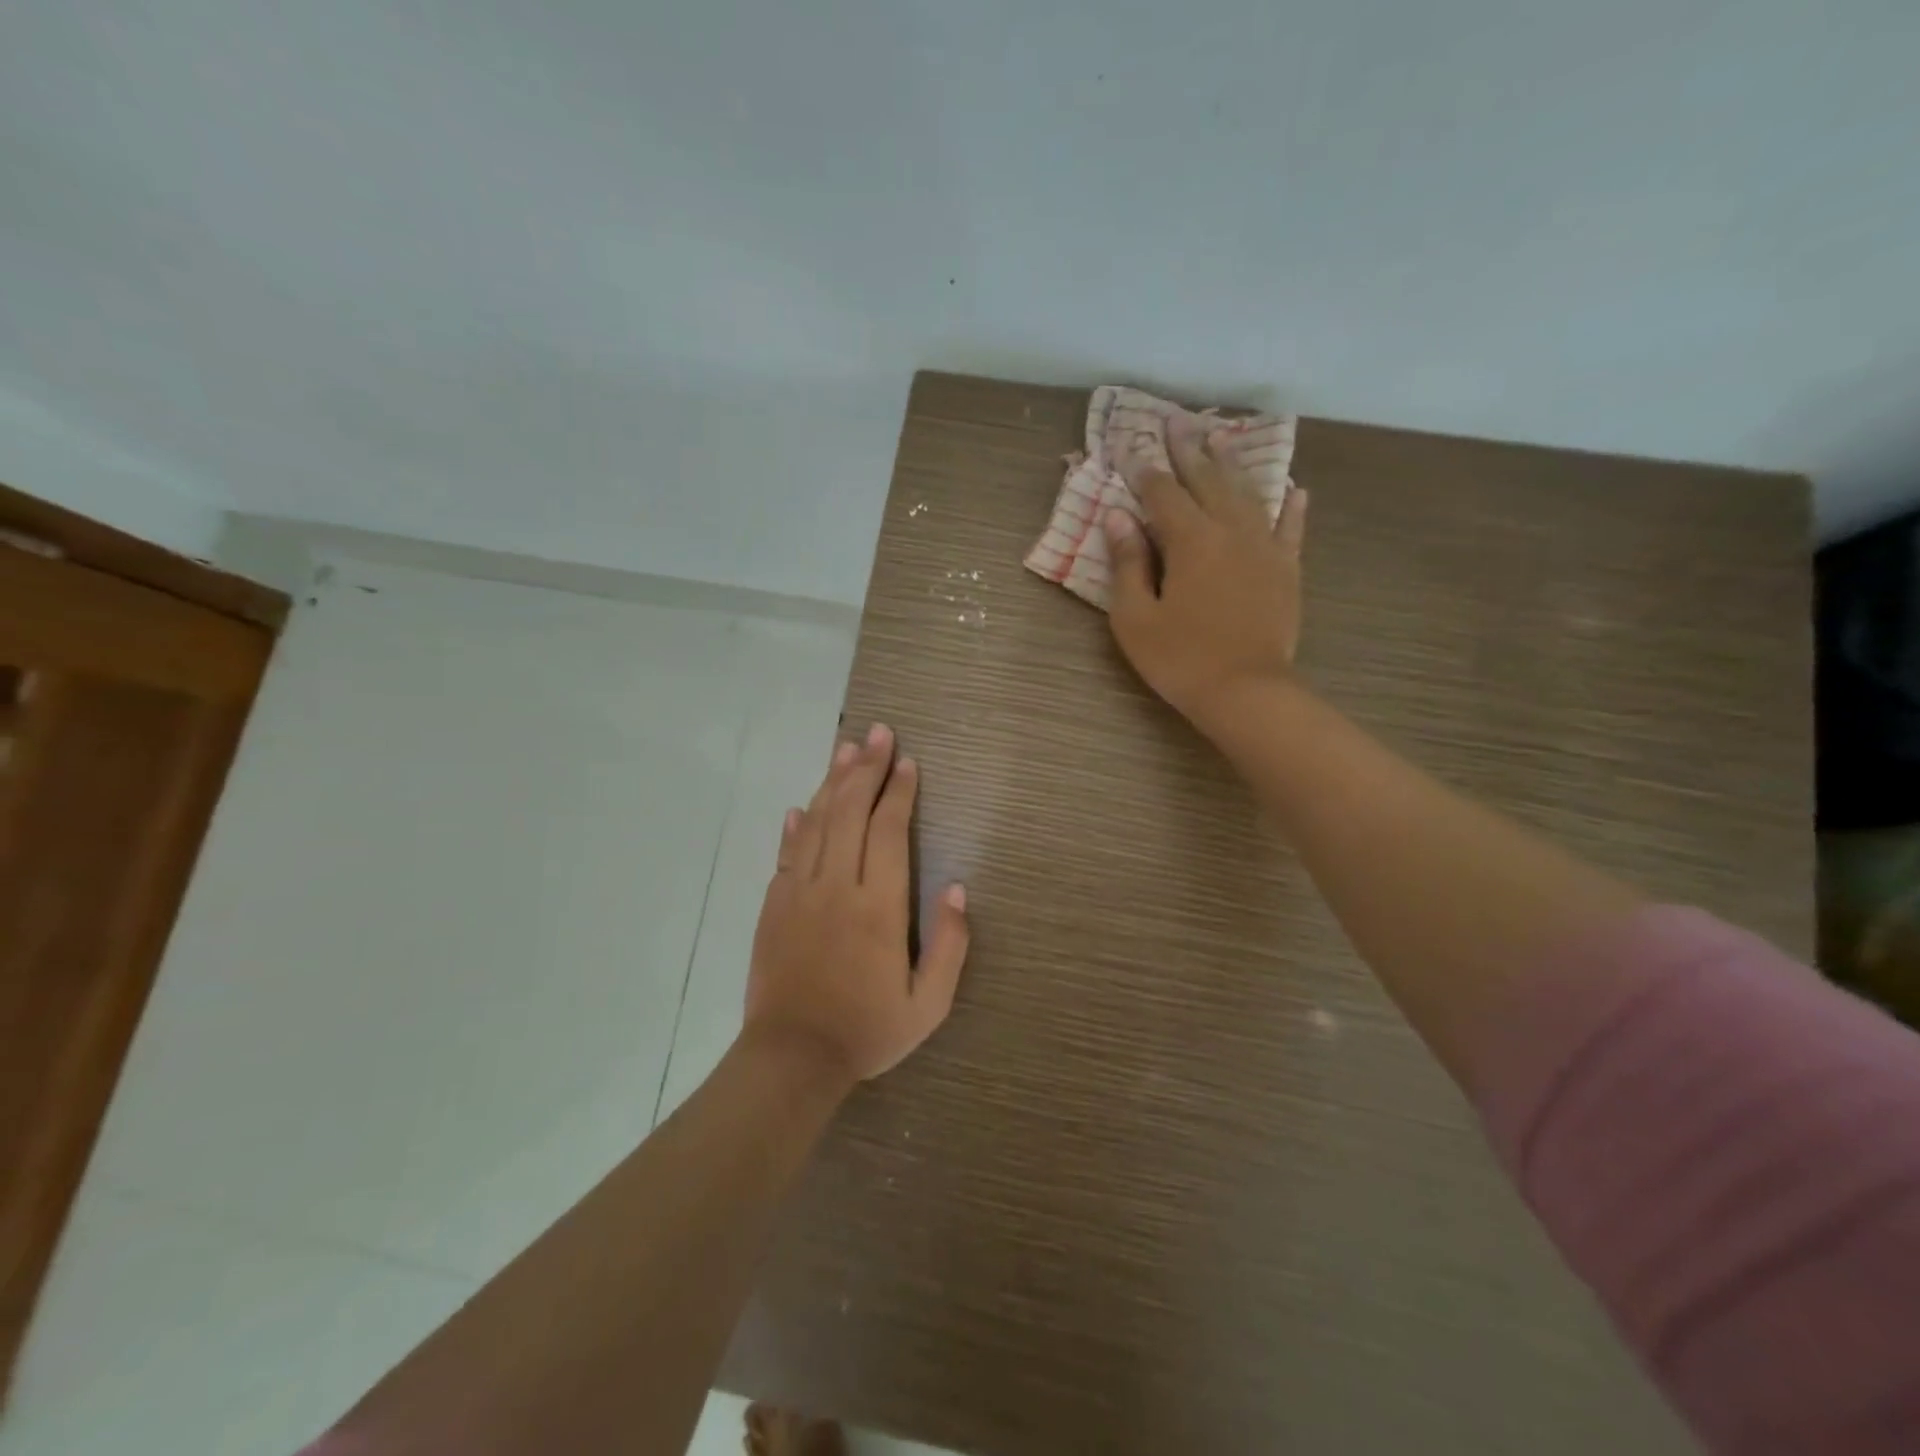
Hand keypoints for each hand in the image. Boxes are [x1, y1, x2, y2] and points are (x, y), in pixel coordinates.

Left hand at [744, 722, 969, 1083]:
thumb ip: (950, 945)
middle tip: (879, 733)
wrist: (791, 1058)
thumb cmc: (867, 1030)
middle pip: (851, 811)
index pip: (888, 830)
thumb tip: (956, 889)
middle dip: (867, 768)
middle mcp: (836, 886)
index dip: (899, 791)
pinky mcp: (774, 905)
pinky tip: (803, 804)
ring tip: (846, 748)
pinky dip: (796, 824)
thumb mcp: (929, 1003)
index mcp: (878, 905)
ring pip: (817, 822)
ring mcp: (799, 892)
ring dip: (833, 781)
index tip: (907, 762)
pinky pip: (786, 852)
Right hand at [1103, 413, 1308, 739]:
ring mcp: (1264, 547)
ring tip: (1221, 439)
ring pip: (1247, 494)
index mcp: (1190, 541)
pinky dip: (1290, 506)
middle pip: (1207, 481)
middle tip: (1177, 421)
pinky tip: (1292, 489)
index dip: (1146, 472)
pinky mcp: (1287, 569)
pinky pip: (1290, 528)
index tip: (1133, 451)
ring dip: (1231, 465)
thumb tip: (1118, 517)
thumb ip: (1127, 564)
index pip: (1163, 494)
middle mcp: (1230, 531)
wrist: (1246, 692)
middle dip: (1189, 450)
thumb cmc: (1180, 659)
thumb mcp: (1135, 618)